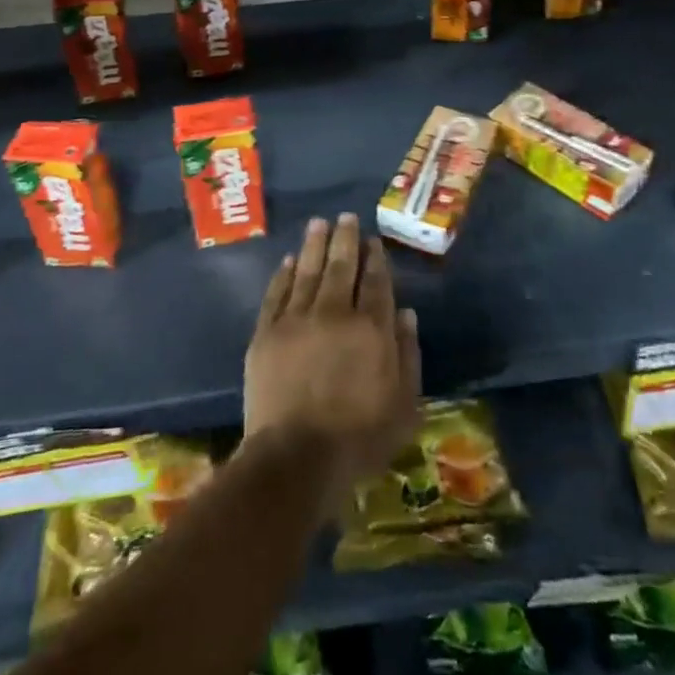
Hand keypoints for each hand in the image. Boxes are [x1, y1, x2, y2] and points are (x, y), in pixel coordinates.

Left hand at [244, 214, 420, 498]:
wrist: (296, 458)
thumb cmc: (359, 438)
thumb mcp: (403, 404)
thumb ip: (407, 355)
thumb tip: (406, 313)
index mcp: (370, 328)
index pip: (375, 281)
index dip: (374, 258)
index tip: (372, 240)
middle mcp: (334, 313)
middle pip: (340, 266)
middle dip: (344, 239)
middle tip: (344, 217)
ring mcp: (296, 320)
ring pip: (306, 271)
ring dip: (313, 245)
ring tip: (318, 223)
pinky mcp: (266, 333)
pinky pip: (276, 293)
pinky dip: (284, 274)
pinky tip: (289, 260)